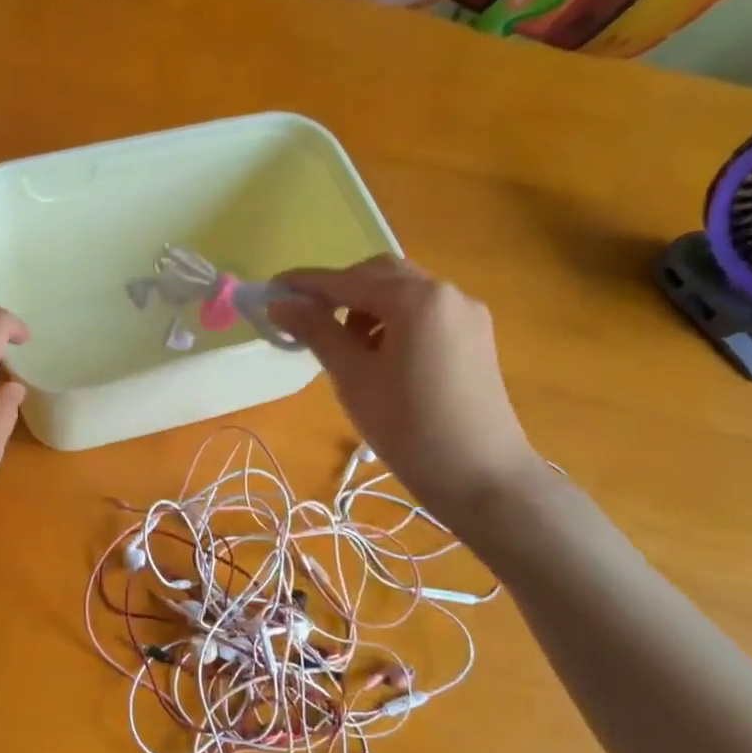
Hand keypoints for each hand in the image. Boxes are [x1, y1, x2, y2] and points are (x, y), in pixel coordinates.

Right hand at [270, 256, 541, 522]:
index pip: (347, 280)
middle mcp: (446, 293)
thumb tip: (280, 304)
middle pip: (380, 274)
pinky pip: (424, 312)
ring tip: (345, 347)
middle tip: (307, 321)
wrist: (482, 478)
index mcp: (416, 299)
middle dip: (339, 291)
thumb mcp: (352, 377)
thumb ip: (316, 332)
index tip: (270, 290)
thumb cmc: (408, 427)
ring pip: (404, 292)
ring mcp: (466, 313)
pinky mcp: (475, 336)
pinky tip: (379, 355)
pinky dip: (393, 320)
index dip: (305, 284)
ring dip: (366, 306)